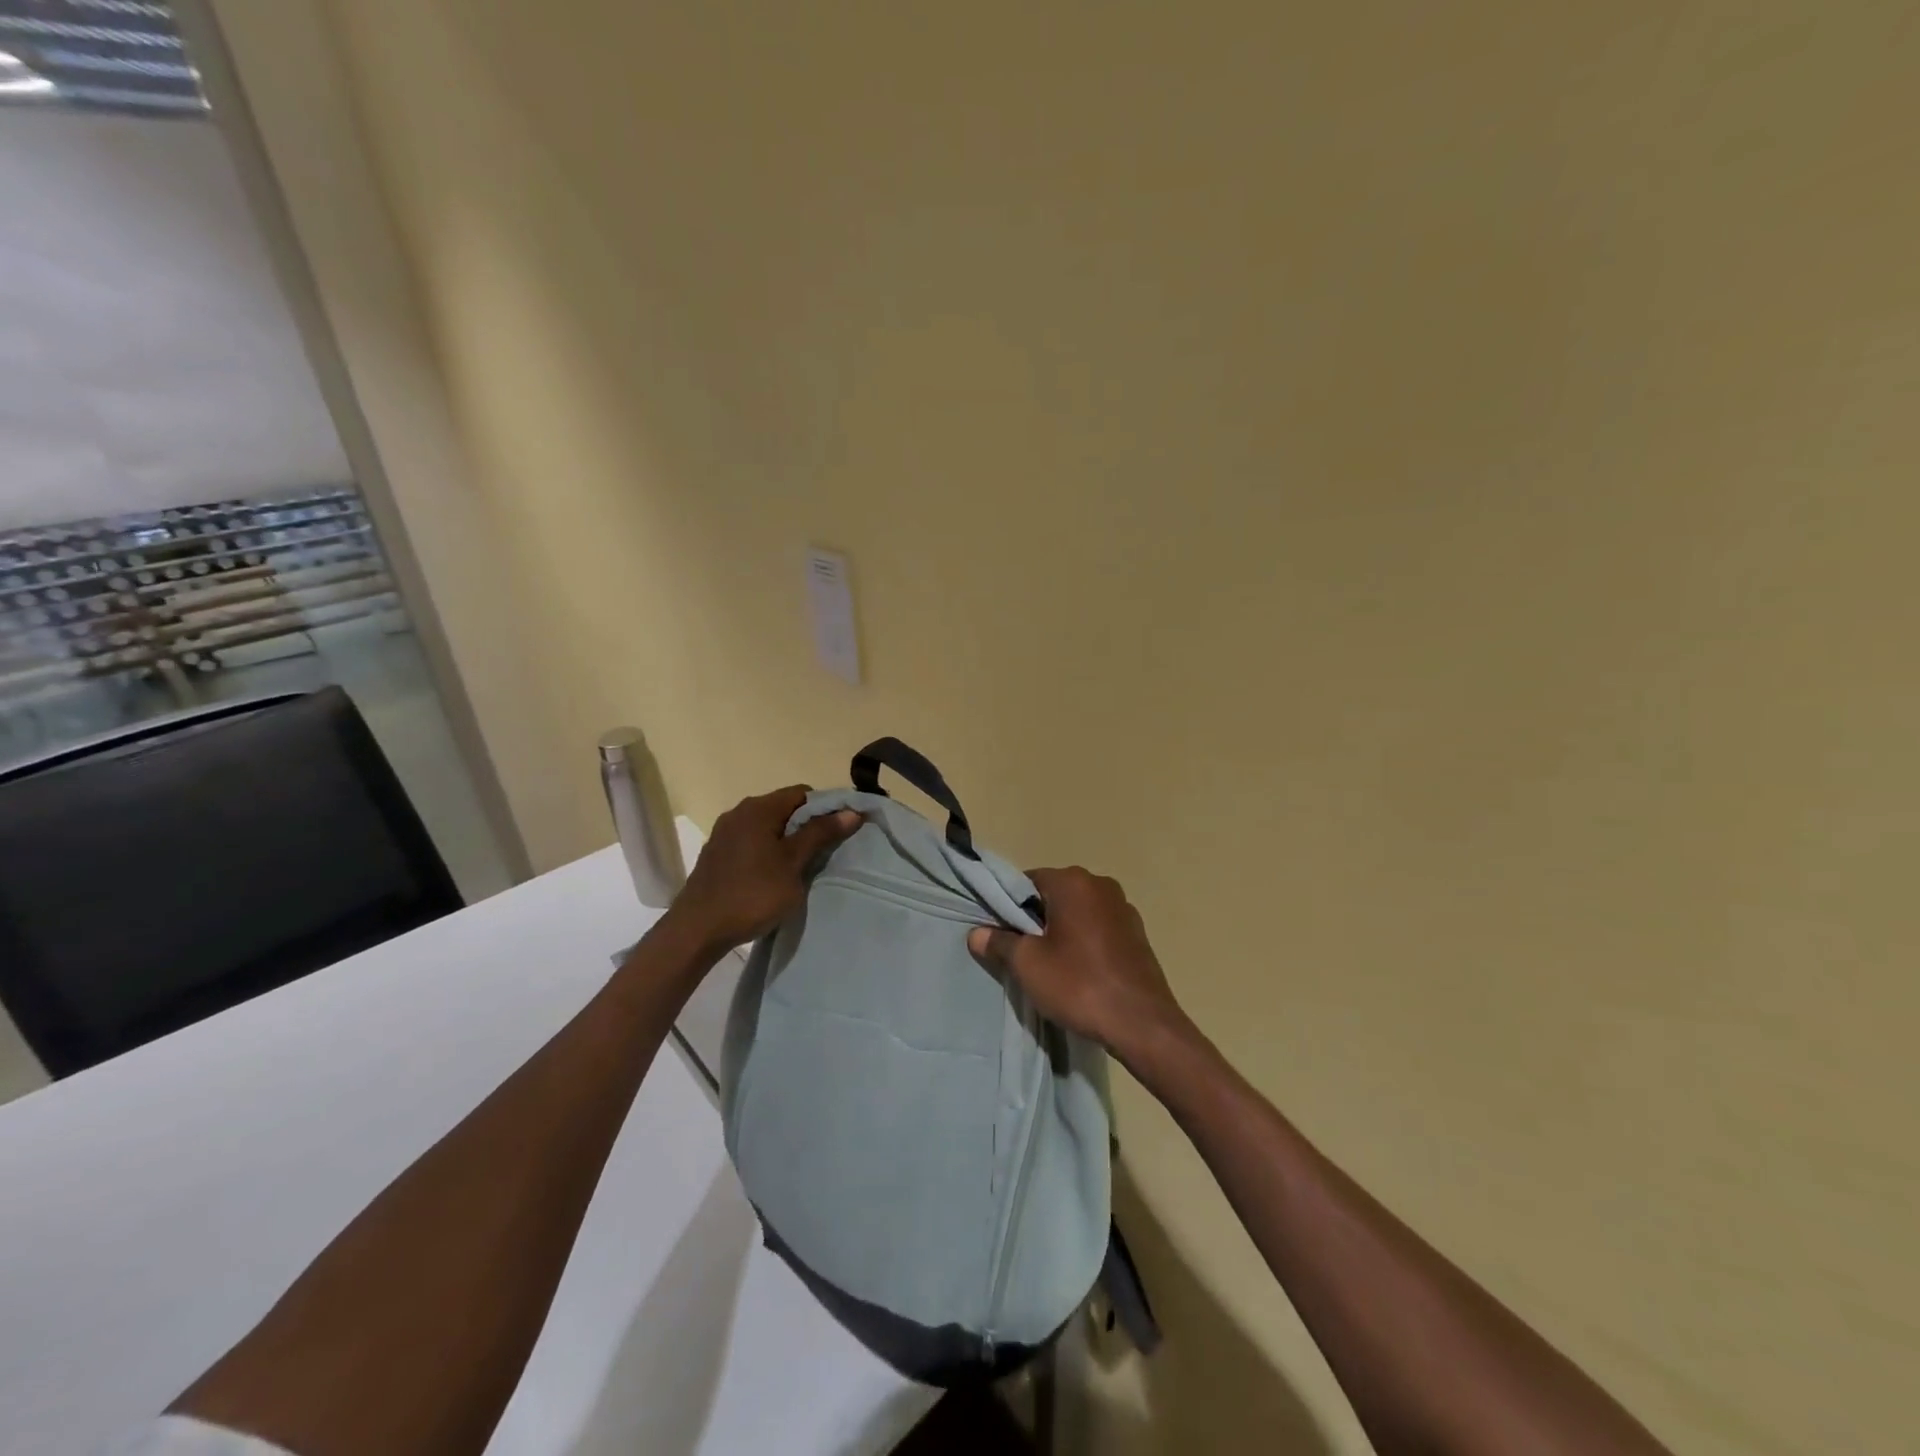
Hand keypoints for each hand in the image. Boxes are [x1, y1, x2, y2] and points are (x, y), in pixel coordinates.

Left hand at [663, 786, 862, 955]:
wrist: (698, 930)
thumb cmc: (752, 893)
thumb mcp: (793, 864)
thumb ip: (820, 834)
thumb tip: (850, 811)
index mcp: (758, 808)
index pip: (802, 793)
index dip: (827, 808)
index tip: (841, 831)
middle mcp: (739, 812)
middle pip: (785, 808)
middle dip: (808, 826)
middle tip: (826, 851)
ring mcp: (725, 833)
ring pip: (768, 827)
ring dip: (788, 840)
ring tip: (804, 866)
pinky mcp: (718, 854)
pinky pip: (752, 842)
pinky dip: (769, 851)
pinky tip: (775, 875)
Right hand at [968, 867, 1190, 1071]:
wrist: (1142, 1024)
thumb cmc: (1079, 985)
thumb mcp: (1028, 965)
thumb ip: (999, 943)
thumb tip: (977, 933)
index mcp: (1073, 882)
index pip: (1027, 881)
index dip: (1009, 906)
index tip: (1002, 935)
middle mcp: (1101, 884)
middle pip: (1054, 894)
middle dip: (1036, 919)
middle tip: (1024, 954)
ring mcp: (1124, 908)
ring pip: (1078, 912)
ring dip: (1062, 931)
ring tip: (1052, 966)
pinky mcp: (1138, 933)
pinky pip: (1099, 927)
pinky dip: (1085, 941)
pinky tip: (1081, 972)